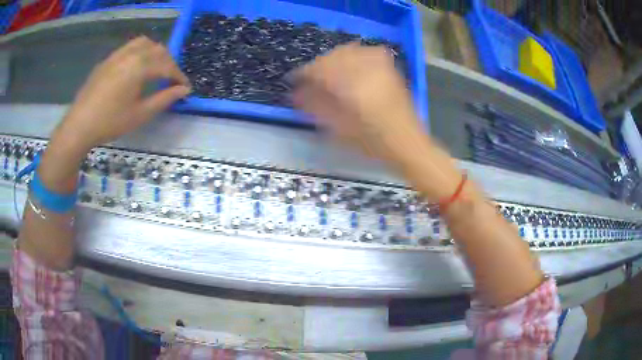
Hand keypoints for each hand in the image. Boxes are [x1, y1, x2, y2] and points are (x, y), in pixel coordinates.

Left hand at [55, 36, 190, 152]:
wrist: (79, 125)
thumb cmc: (110, 122)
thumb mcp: (140, 114)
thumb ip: (164, 99)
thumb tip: (184, 90)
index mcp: (140, 67)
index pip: (167, 66)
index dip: (179, 76)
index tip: (185, 87)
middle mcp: (131, 54)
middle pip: (158, 50)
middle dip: (169, 63)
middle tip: (171, 80)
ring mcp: (117, 55)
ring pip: (144, 43)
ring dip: (155, 52)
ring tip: (156, 68)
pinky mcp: (108, 60)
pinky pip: (129, 47)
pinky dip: (140, 51)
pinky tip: (136, 67)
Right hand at [292, 43, 423, 165]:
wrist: (408, 143)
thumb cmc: (372, 142)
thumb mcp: (339, 128)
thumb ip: (316, 106)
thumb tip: (296, 93)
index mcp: (351, 86)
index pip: (319, 69)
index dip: (304, 73)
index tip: (294, 80)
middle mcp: (366, 69)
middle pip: (333, 56)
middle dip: (318, 66)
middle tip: (310, 80)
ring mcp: (380, 66)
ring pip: (349, 50)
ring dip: (334, 59)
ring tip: (329, 73)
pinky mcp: (389, 68)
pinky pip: (366, 52)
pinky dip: (353, 55)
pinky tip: (351, 67)